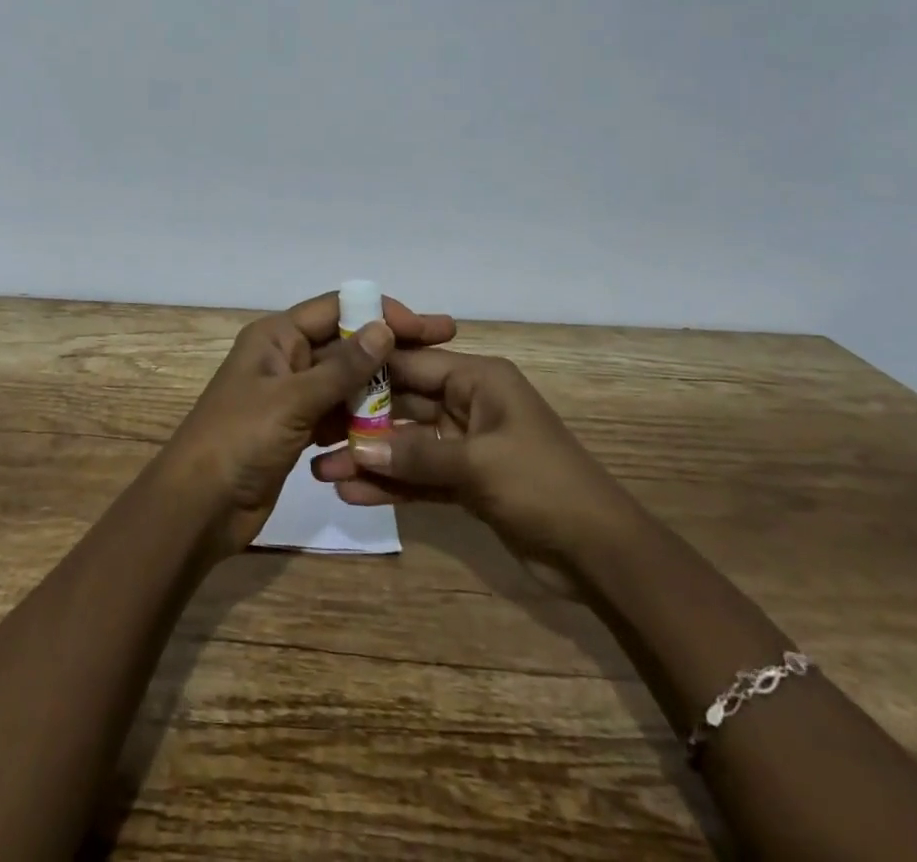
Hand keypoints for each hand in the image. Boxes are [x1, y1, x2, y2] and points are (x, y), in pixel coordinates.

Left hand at [160, 292, 456, 556]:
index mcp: (276, 336)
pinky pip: (338, 415)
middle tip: (445, 346)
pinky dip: (363, 419)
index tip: (425, 327)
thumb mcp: (292, 399)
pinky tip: (399, 426)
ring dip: (381, 385)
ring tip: (431, 391)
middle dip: (391, 347)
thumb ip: (341, 367)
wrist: (199, 507)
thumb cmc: (239, 439)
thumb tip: (384, 329)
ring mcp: (292, 395)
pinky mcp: (297, 430)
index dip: (380, 312)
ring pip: (345, 381)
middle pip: (346, 343)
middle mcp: (286, 358)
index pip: (336, 309)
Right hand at [310, 348, 632, 557]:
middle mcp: (468, 404)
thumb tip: (356, 448)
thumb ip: (415, 455)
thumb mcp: (477, 464)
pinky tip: (353, 495)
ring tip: (323, 471)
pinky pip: (419, 477)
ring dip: (370, 458)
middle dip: (361, 421)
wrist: (602, 554)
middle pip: (404, 404)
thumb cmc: (543, 485)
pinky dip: (391, 485)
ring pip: (407, 444)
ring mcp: (466, 445)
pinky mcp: (466, 482)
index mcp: (478, 380)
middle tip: (314, 432)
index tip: (323, 374)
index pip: (413, 363)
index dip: (369, 368)